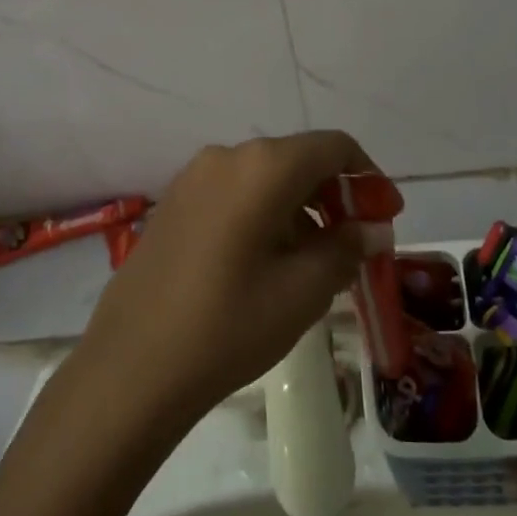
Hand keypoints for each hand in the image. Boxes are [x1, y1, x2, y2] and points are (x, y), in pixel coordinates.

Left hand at [78, 133, 392, 423]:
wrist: (131, 368)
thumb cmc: (230, 325)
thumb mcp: (304, 290)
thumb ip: (347, 248)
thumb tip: (372, 229)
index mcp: (263, 166)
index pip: (334, 147)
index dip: (369, 177)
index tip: (385, 216)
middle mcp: (227, 156)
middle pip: (299, 160)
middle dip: (336, 195)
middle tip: (356, 242)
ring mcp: (193, 179)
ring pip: (266, 178)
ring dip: (301, 207)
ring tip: (315, 260)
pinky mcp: (173, 205)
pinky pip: (234, 194)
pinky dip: (266, 214)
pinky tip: (269, 260)